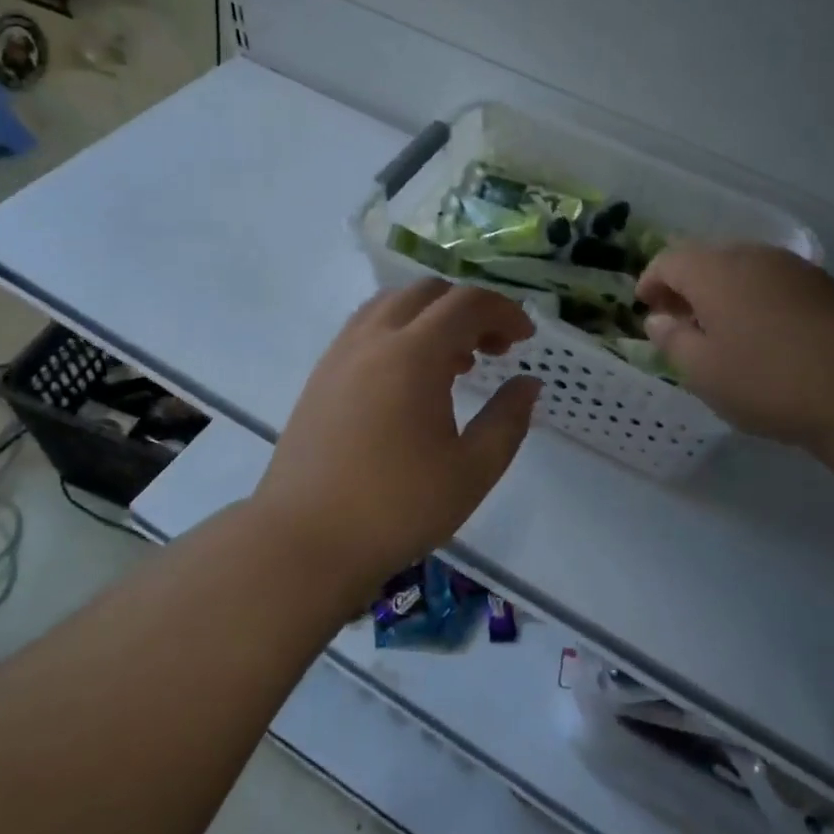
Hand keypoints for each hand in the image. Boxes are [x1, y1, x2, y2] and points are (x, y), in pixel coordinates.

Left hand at [254, 280, 542, 590]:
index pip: (467, 303)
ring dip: (432, 317)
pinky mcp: (321, 374)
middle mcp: (373, 339)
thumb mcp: (472, 470)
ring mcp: (340, 353)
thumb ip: (508, 419)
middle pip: (428, 293)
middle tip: (494, 349)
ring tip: (455, 361)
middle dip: (470, 309)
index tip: (526, 339)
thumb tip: (528, 384)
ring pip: (393, 304)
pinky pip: (367, 327)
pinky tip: (411, 378)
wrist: (305, 540)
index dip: (504, 311)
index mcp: (413, 354)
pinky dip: (400, 331)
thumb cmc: (397, 507)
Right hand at [637, 243, 833, 458]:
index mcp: (714, 269)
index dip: (651, 282)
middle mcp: (752, 256)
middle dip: (686, 286)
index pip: (669, 260)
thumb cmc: (767, 379)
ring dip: (722, 292)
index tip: (646, 307)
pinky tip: (761, 335)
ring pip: (743, 270)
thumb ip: (673, 340)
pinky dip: (754, 300)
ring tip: (718, 330)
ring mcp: (794, 268)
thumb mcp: (703, 370)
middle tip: (678, 320)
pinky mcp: (825, 287)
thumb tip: (659, 320)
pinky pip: (773, 284)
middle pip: (707, 259)